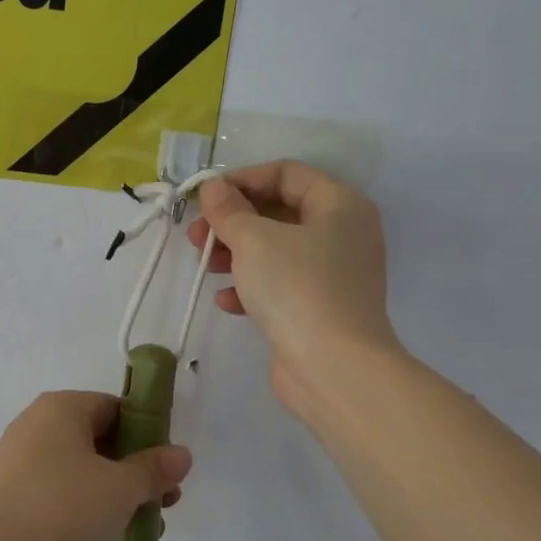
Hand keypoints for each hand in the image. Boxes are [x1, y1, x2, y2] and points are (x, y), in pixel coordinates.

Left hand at [0, 392, 192, 540]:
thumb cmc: (62, 507)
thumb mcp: (120, 488)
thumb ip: (153, 470)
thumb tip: (181, 454)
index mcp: (61, 408)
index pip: (114, 407)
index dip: (147, 433)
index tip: (167, 467)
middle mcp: (36, 426)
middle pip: (98, 439)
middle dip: (134, 470)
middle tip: (164, 502)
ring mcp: (19, 463)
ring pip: (79, 470)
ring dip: (113, 494)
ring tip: (143, 527)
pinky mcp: (10, 498)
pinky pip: (57, 494)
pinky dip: (83, 509)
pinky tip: (104, 538)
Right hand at [188, 161, 402, 421]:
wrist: (334, 367)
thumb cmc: (296, 287)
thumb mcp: (254, 239)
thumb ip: (229, 209)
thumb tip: (213, 188)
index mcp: (339, 204)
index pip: (286, 173)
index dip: (242, 179)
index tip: (205, 197)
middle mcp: (343, 232)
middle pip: (279, 211)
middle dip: (233, 221)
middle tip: (197, 235)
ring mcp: (334, 272)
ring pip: (276, 249)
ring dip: (236, 253)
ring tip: (204, 266)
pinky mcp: (321, 306)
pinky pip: (281, 283)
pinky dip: (252, 285)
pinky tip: (226, 301)